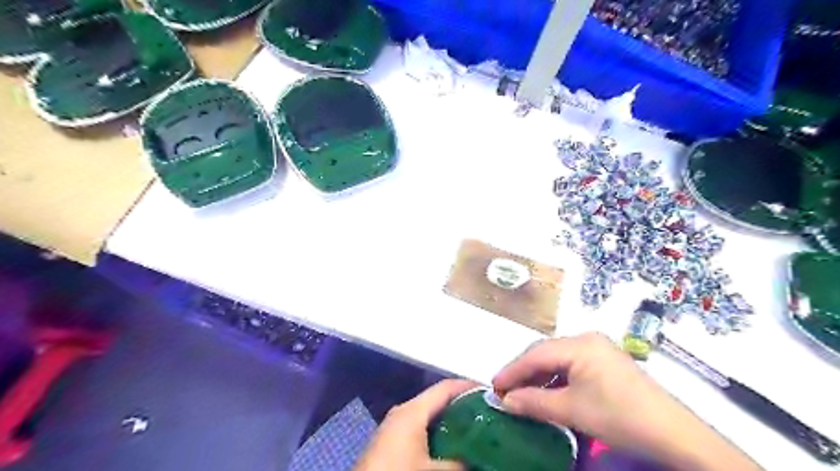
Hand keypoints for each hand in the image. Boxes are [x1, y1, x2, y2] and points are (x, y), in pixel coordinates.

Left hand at [353, 380, 479, 469]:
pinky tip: (451, 445)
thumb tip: (480, 460)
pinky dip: (438, 431)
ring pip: (429, 414)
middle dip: (462, 405)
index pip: (446, 387)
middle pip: (438, 399)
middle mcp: (403, 411)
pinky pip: (420, 427)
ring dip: (450, 420)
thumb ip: (459, 463)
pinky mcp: (391, 441)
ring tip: (474, 429)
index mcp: (412, 410)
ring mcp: (395, 425)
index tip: (491, 394)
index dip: (469, 387)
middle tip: (487, 415)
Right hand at [493, 333, 762, 470]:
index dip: (512, 370)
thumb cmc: (619, 416)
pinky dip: (555, 379)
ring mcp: (598, 348)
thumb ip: (534, 402)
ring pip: (557, 359)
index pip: (535, 354)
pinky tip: (547, 392)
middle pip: (545, 353)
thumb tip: (506, 401)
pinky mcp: (605, 361)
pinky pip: (571, 365)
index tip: (493, 386)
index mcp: (579, 344)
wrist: (673, 434)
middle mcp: (587, 339)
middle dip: (523, 372)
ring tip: (522, 394)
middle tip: (505, 391)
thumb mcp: (573, 410)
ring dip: (538, 376)